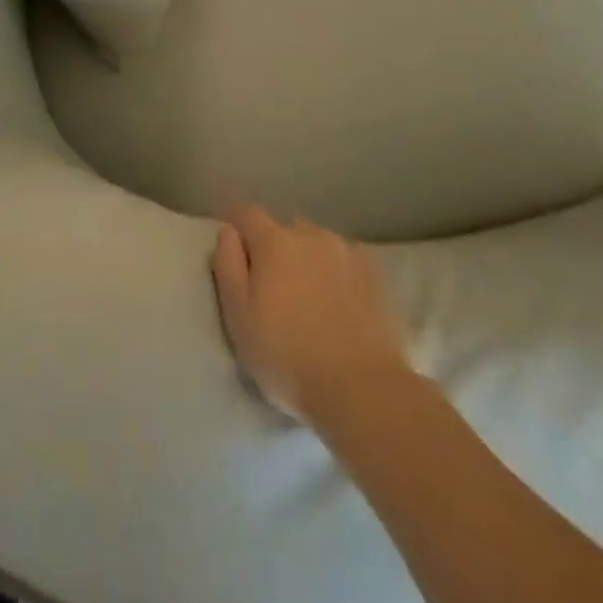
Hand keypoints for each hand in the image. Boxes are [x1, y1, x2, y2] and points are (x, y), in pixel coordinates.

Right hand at [211, 206, 406, 423]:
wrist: (362, 389)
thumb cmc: (287, 357)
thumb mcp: (238, 317)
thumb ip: (228, 266)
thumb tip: (228, 231)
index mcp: (274, 242)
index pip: (247, 213)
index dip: (236, 222)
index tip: (232, 240)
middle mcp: (310, 235)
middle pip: (284, 228)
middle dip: (273, 246)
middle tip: (271, 282)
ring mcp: (346, 251)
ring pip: (316, 242)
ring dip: (306, 257)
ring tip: (307, 294)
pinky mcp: (374, 273)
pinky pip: (345, 259)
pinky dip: (336, 270)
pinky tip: (339, 298)